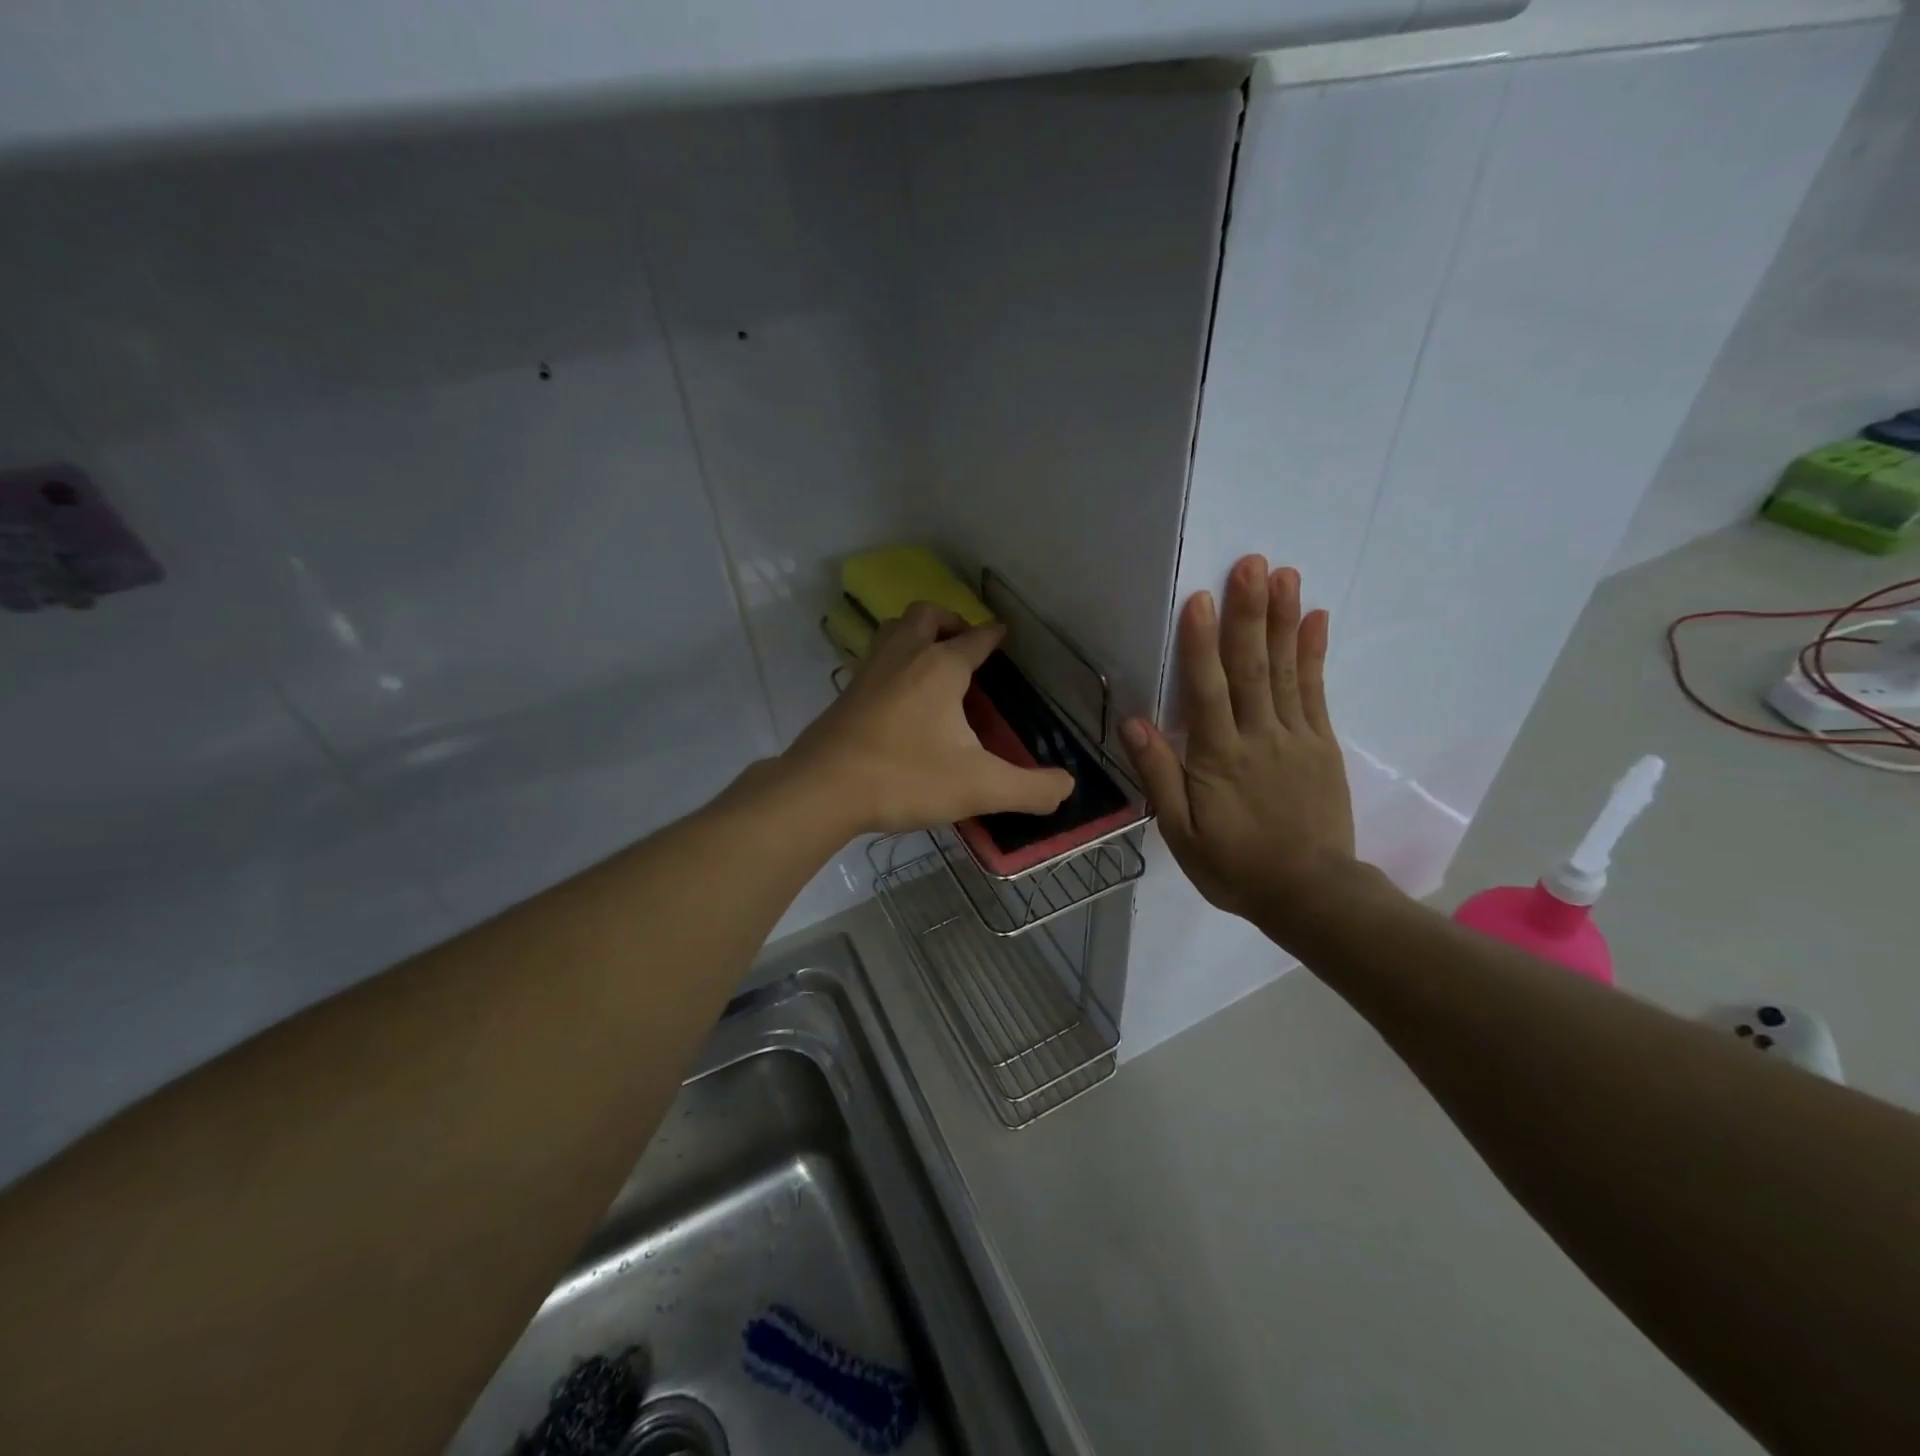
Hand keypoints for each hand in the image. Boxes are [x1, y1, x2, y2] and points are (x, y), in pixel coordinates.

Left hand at [785, 602, 1074, 835]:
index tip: (1003, 634)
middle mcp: (904, 656)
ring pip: (894, 631)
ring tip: (933, 660)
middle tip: (965, 644)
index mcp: (940, 667)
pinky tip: (900, 695)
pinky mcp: (846, 694)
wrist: (822, 789)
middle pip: (926, 616)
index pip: (975, 638)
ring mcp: (869, 672)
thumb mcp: (979, 787)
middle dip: (950, 621)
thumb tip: (1067, 788)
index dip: (993, 635)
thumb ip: (1030, 789)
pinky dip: (894, 661)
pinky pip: (875, 659)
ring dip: (917, 633)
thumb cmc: (905, 778)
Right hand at [1121, 555, 1356, 936]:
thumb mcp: (1180, 833)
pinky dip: (1314, 654)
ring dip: (1283, 621)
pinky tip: (1316, 620)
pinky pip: (1316, 692)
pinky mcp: (1322, 745)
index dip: (1202, 644)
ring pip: (1285, 671)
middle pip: (1250, 668)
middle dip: (1250, 614)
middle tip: (1252, 563)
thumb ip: (1160, 776)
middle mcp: (1258, 737)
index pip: (1208, 691)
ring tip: (1284, 575)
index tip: (1202, 598)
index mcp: (1218, 758)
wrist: (1310, 894)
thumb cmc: (1234, 866)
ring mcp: (1296, 737)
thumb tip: (1134, 723)